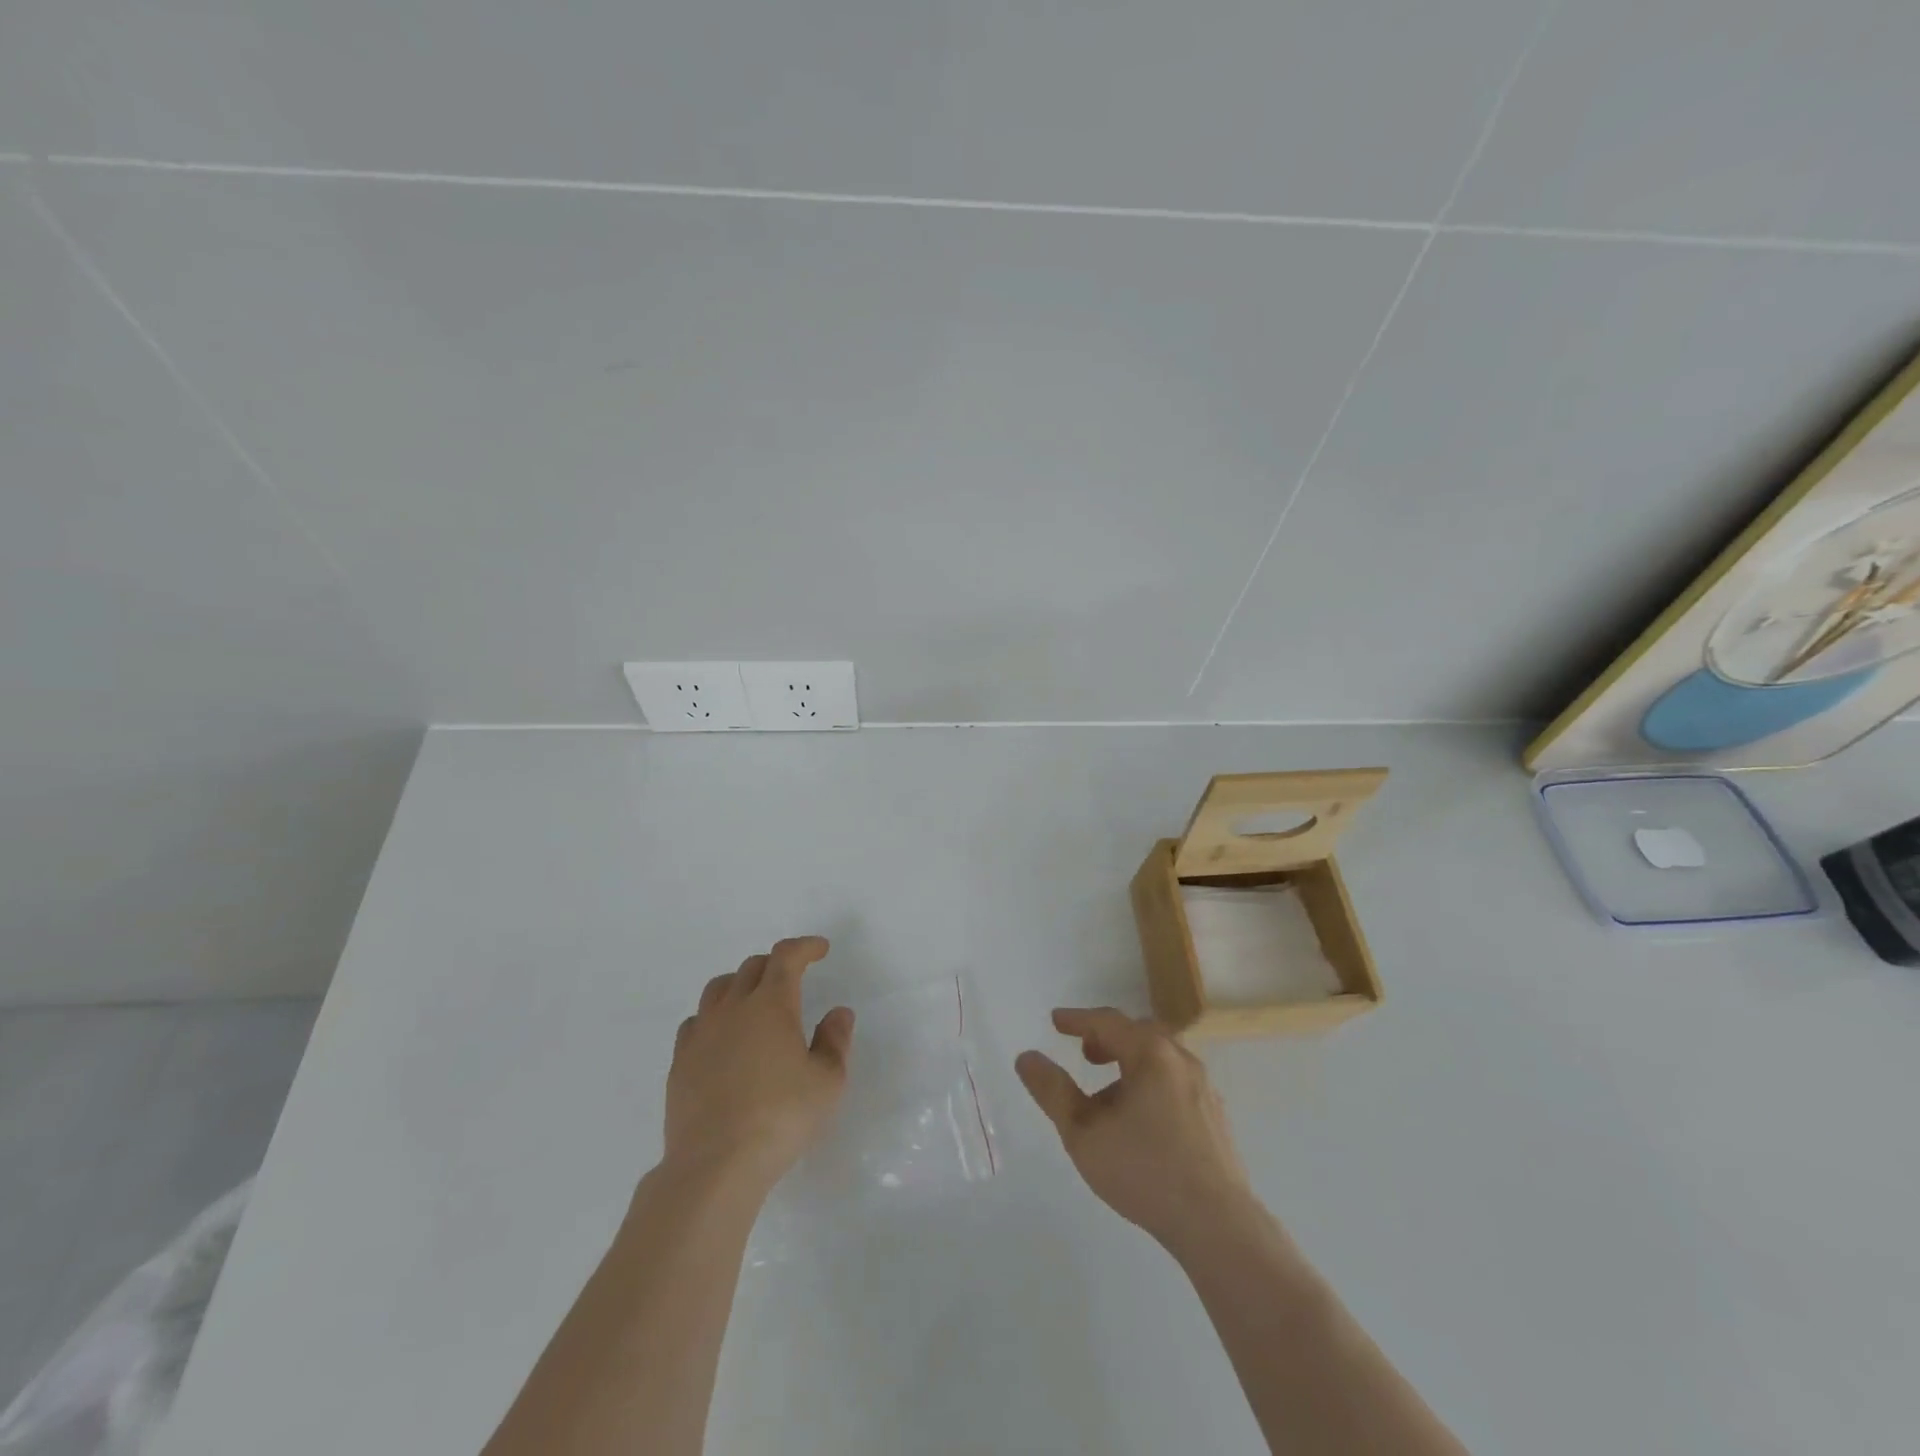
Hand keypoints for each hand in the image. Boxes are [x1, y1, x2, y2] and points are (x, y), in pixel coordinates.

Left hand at [664, 936, 854, 1194]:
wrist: (716, 1165)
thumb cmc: (781, 1118)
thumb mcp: (827, 1082)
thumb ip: (835, 1041)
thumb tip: (837, 1012)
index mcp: (772, 1004)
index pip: (786, 957)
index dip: (804, 947)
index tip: (820, 949)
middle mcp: (733, 1008)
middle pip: (752, 967)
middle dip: (776, 964)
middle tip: (793, 978)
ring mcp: (701, 1034)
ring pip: (719, 988)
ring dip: (741, 984)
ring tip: (754, 1000)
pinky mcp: (680, 1062)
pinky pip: (696, 1021)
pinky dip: (714, 1016)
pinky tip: (723, 1037)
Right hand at [1017, 1008, 1253, 1252]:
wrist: (1217, 1224)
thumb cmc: (1144, 1170)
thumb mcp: (1083, 1133)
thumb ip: (1053, 1091)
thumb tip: (1026, 1057)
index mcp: (1150, 1053)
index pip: (1108, 1022)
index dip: (1078, 1020)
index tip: (1056, 1021)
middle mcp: (1181, 1059)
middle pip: (1139, 1033)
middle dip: (1108, 1038)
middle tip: (1085, 1054)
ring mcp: (1203, 1087)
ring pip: (1161, 1058)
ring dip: (1130, 1062)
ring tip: (1109, 1092)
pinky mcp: (1216, 1115)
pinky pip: (1176, 1081)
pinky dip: (1151, 1082)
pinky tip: (1142, 1118)